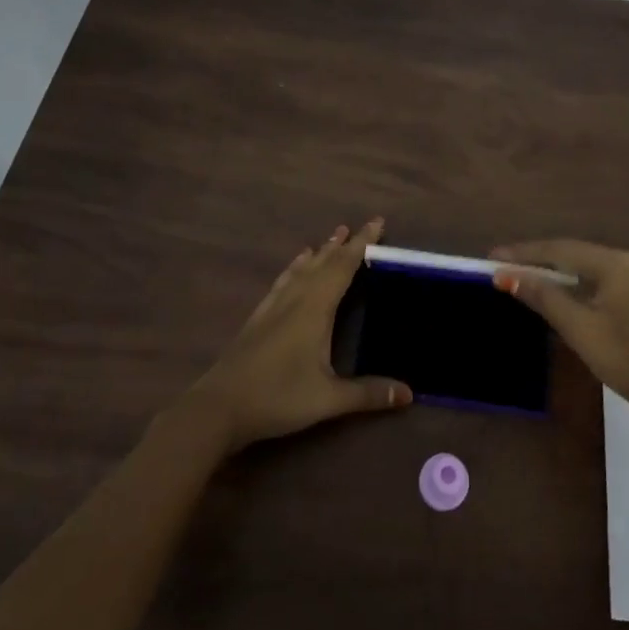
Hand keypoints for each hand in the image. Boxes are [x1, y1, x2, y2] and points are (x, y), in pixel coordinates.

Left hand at [186, 219, 410, 452]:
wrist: (219, 407)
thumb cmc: (278, 397)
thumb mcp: (328, 399)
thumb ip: (368, 394)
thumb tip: (409, 393)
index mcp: (315, 308)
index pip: (344, 266)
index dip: (362, 243)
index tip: (377, 222)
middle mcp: (296, 298)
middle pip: (324, 262)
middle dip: (345, 244)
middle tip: (363, 226)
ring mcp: (274, 306)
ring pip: (302, 268)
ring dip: (321, 251)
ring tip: (332, 237)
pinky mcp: (259, 317)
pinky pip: (284, 280)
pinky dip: (296, 267)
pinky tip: (295, 267)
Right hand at [490, 239, 628, 432]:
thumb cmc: (627, 361)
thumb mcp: (580, 329)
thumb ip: (544, 297)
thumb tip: (507, 275)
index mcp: (616, 262)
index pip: (559, 249)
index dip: (523, 253)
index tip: (492, 257)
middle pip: (573, 253)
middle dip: (537, 260)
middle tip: (502, 267)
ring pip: (586, 267)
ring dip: (554, 273)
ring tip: (521, 276)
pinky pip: (599, 279)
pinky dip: (574, 284)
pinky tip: (557, 291)